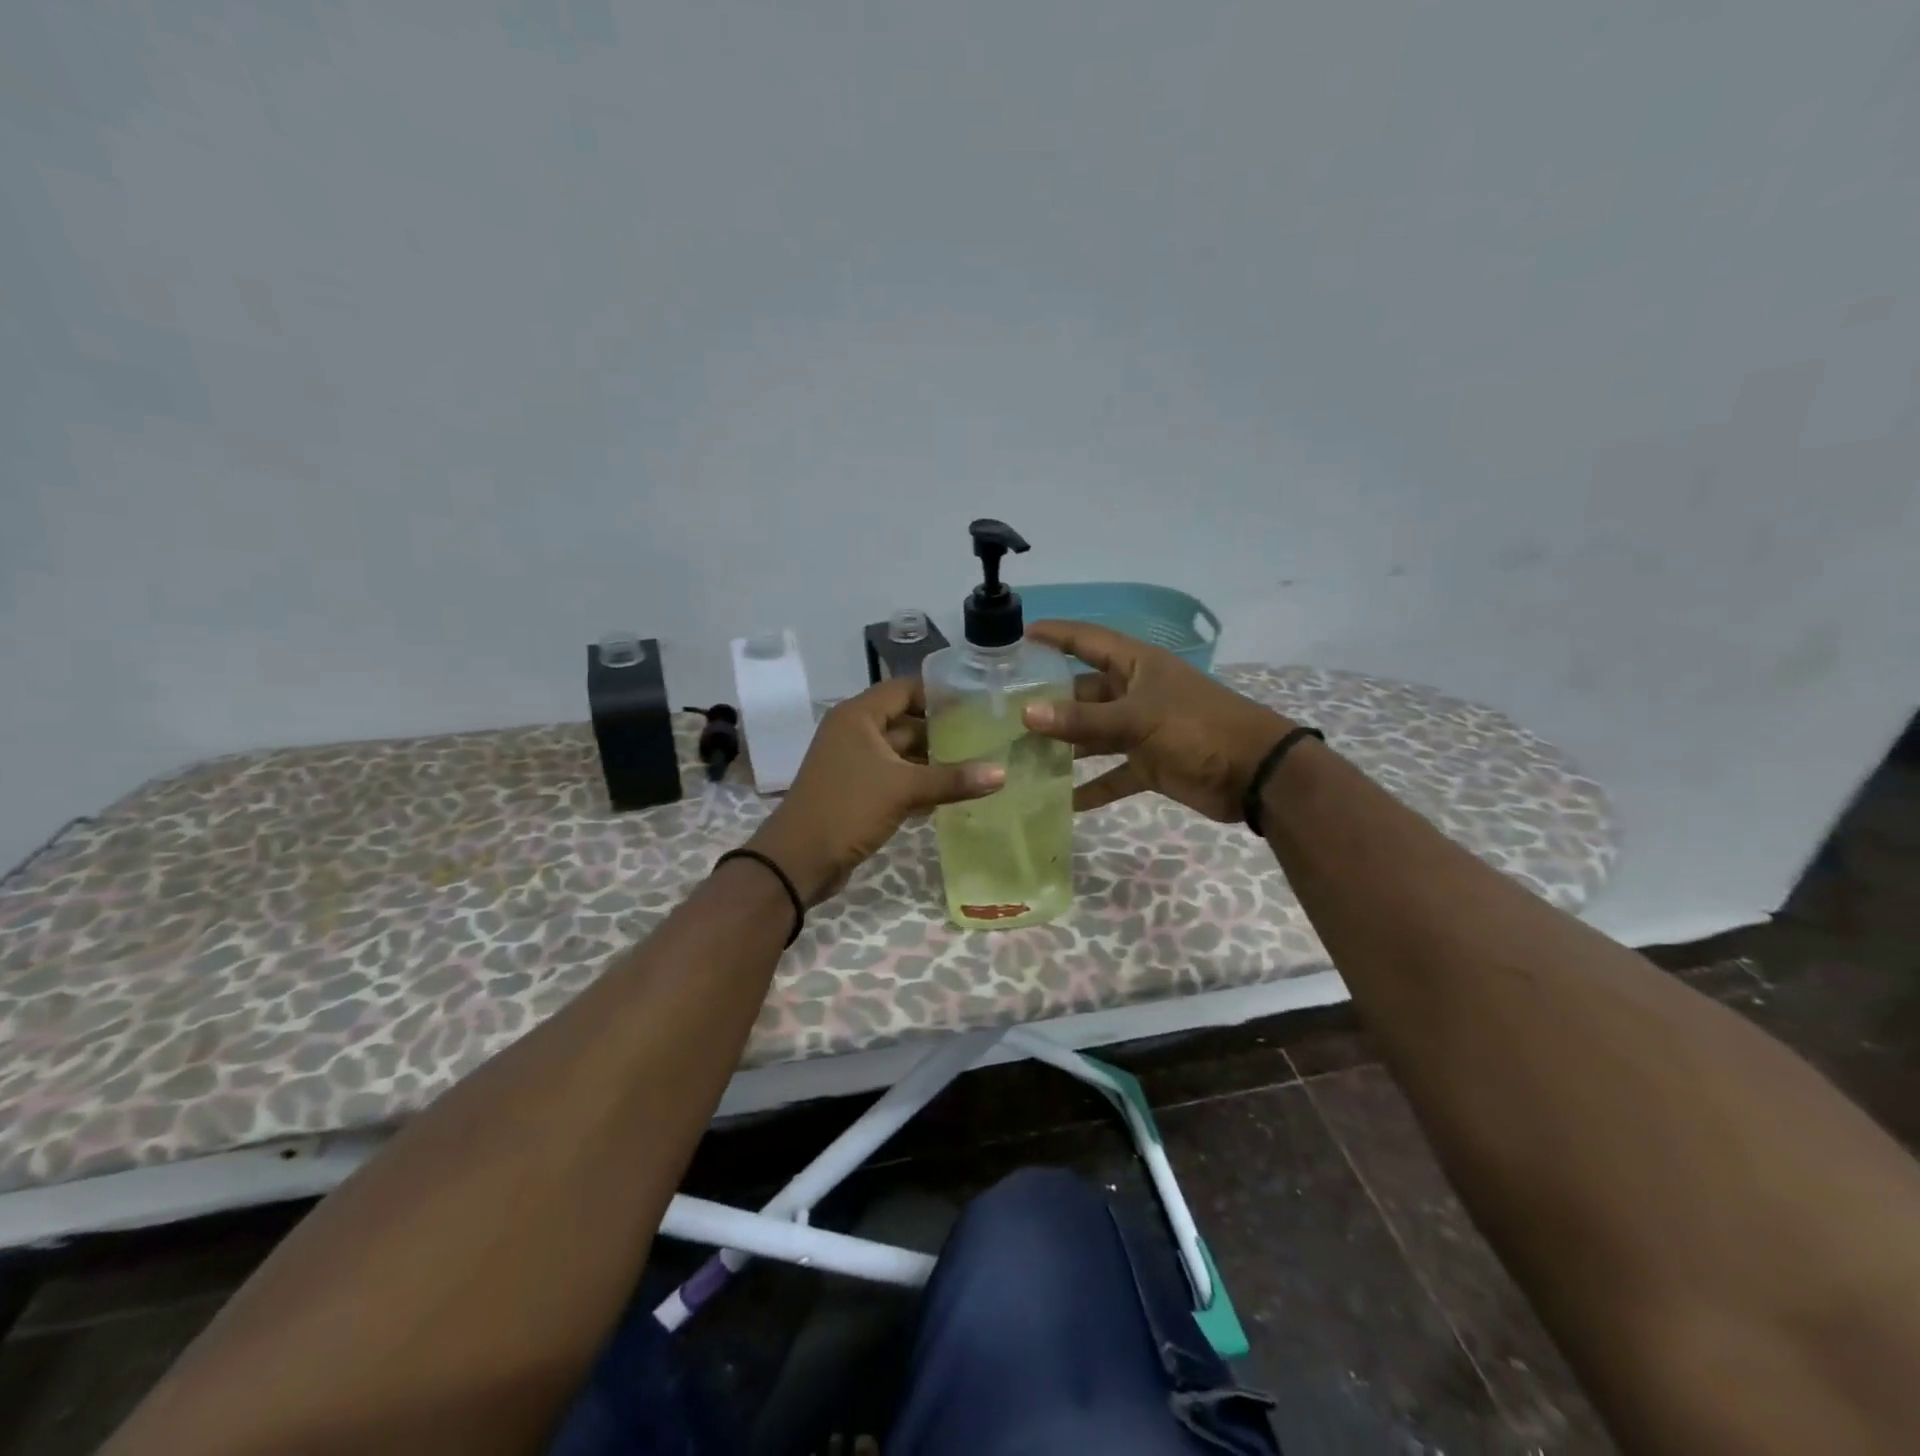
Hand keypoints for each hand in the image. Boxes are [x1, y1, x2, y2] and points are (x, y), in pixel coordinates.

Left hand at [745, 677, 1004, 904]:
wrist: (799, 860)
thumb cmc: (848, 808)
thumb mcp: (903, 789)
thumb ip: (953, 780)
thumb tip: (1002, 773)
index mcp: (858, 716)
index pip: (904, 689)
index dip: (939, 694)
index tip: (977, 702)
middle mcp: (855, 732)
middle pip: (906, 721)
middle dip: (943, 731)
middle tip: (986, 736)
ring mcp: (856, 763)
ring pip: (903, 753)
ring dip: (934, 760)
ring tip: (978, 764)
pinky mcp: (859, 791)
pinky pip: (895, 778)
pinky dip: (920, 783)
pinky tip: (952, 794)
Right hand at [1020, 620, 1297, 821]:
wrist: (1256, 775)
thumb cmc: (1197, 729)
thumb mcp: (1137, 719)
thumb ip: (1082, 720)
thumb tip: (1026, 714)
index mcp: (1136, 666)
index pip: (1086, 640)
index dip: (1054, 636)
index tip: (1016, 639)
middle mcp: (1135, 693)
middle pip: (1083, 692)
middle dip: (1048, 702)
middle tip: (1003, 715)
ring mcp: (1142, 730)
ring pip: (1093, 734)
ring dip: (1063, 746)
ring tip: (1020, 757)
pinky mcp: (1149, 764)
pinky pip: (1111, 774)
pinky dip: (1091, 787)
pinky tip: (1061, 801)